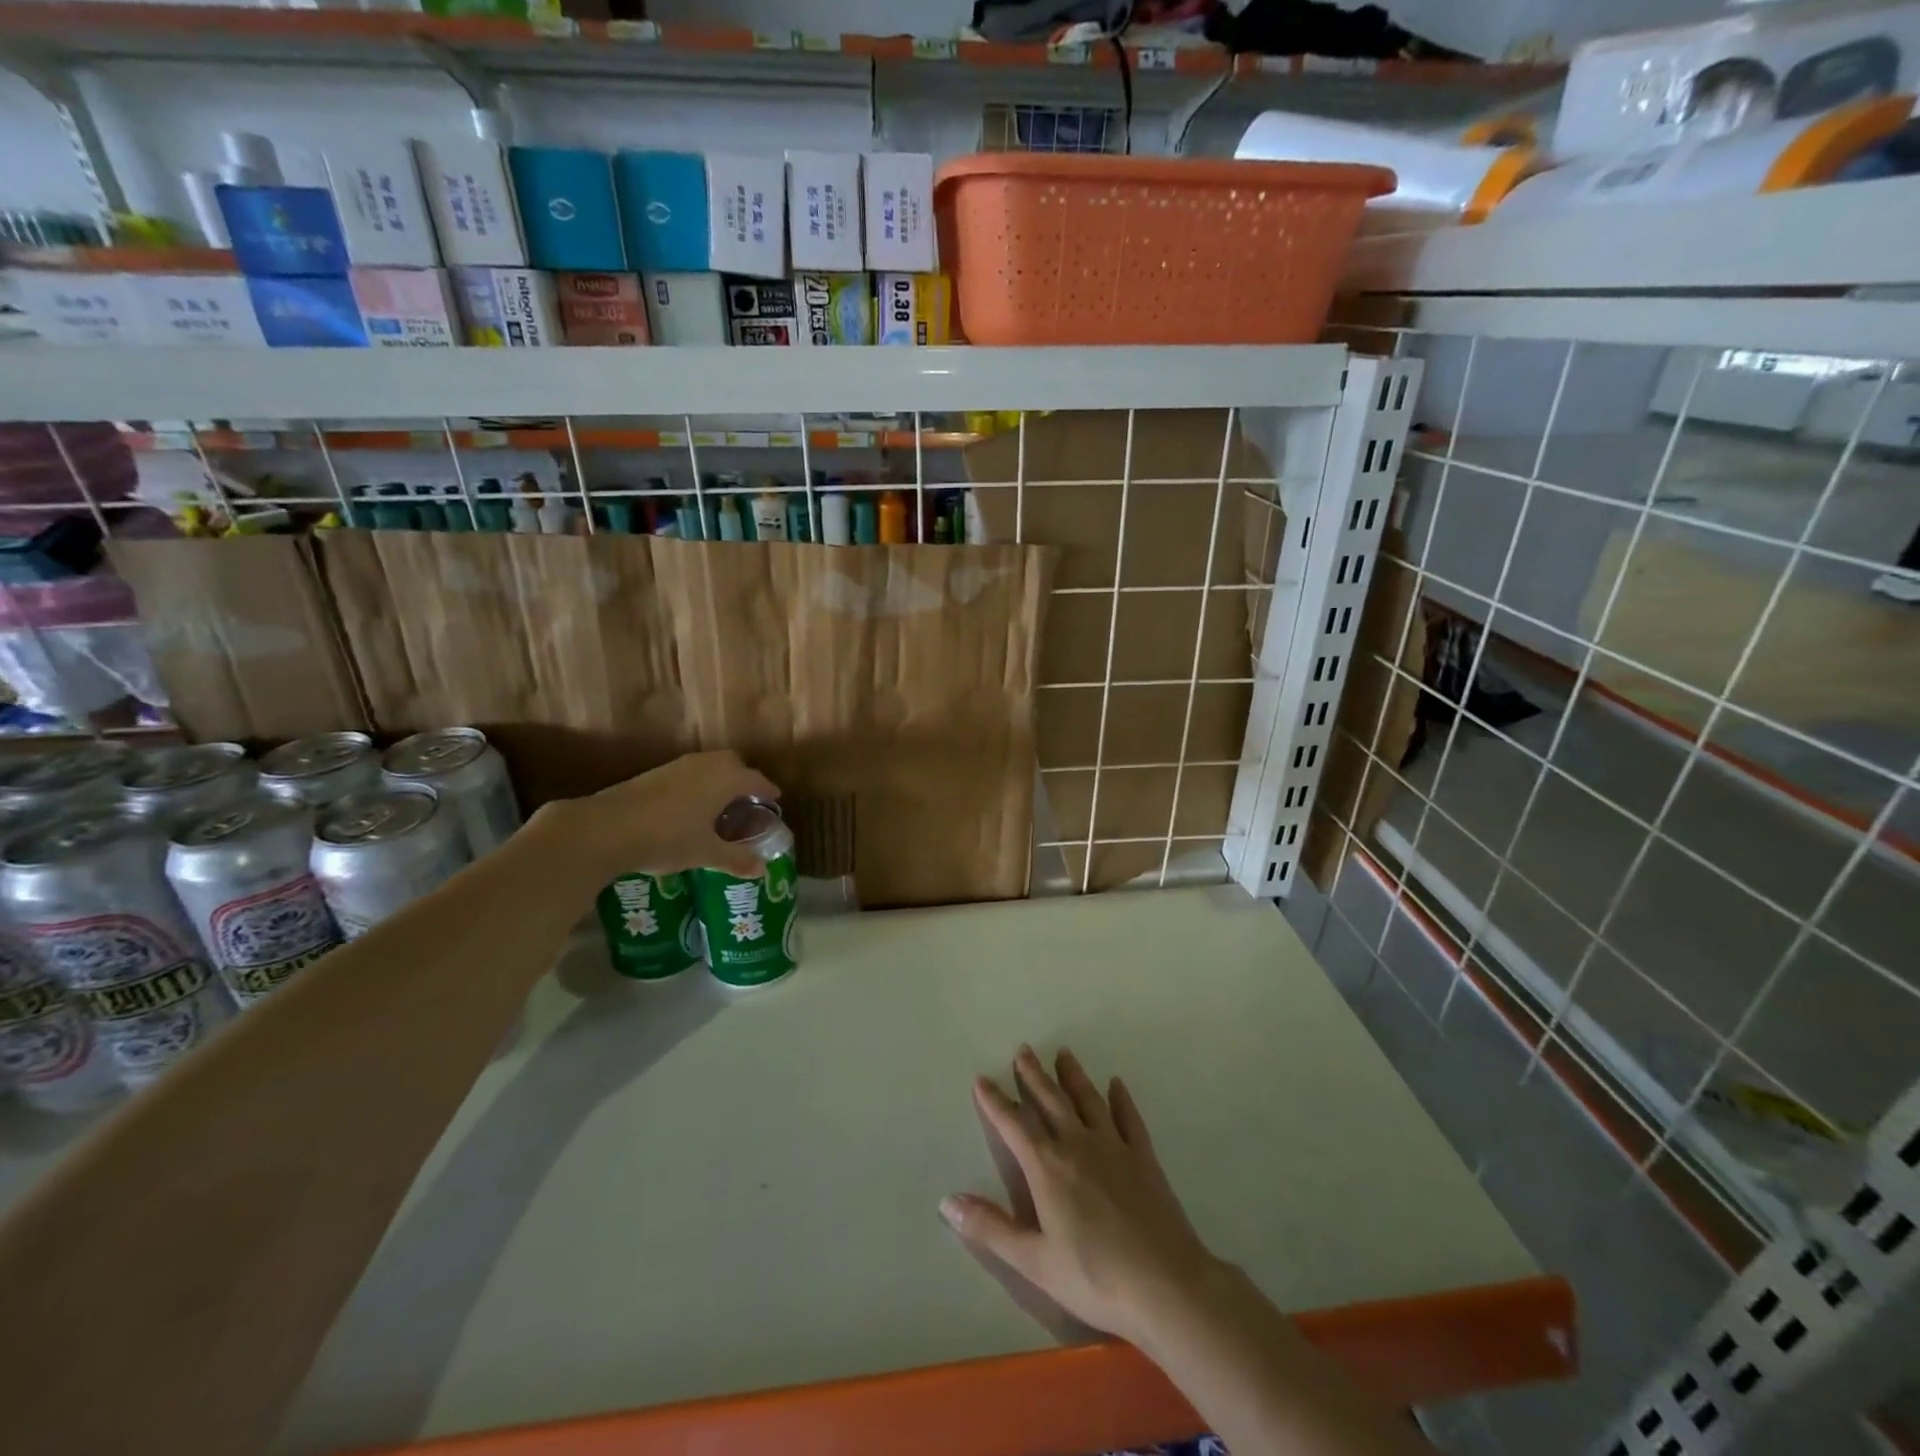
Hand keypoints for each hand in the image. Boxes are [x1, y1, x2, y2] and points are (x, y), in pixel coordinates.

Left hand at [539, 750, 780, 879]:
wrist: (605, 828)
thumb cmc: (667, 838)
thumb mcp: (705, 853)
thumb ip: (736, 859)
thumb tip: (762, 870)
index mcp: (725, 779)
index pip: (756, 779)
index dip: (768, 790)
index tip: (775, 800)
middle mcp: (705, 765)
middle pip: (733, 763)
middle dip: (744, 779)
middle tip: (747, 802)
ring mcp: (677, 766)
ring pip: (708, 766)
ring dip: (719, 780)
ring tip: (720, 806)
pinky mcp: (654, 773)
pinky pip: (689, 773)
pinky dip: (698, 784)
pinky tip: (690, 808)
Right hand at [940, 1046, 1222, 1349]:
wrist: (1166, 1285)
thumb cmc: (1094, 1278)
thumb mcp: (1034, 1261)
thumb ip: (991, 1228)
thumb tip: (947, 1200)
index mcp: (1048, 1167)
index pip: (1014, 1125)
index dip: (995, 1101)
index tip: (982, 1079)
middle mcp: (1078, 1145)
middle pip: (1051, 1101)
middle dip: (1034, 1075)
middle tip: (1023, 1050)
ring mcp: (1114, 1147)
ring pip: (1088, 1100)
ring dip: (1073, 1076)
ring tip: (1063, 1053)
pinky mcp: (1144, 1158)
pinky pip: (1129, 1118)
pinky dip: (1121, 1099)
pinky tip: (1116, 1085)